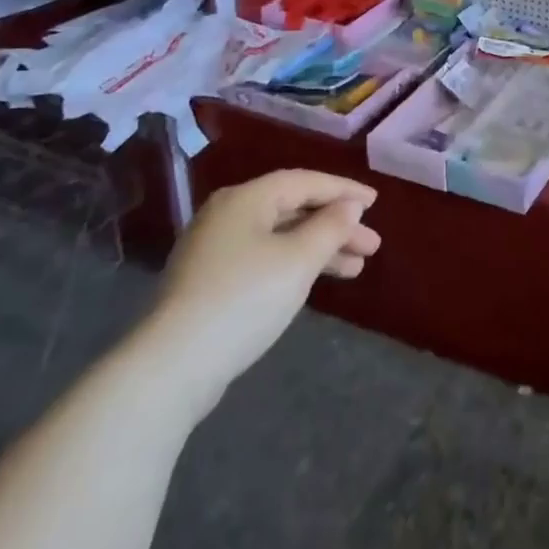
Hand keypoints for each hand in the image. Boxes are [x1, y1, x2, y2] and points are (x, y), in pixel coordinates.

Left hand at [134, 169, 380, 417]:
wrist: (172, 366)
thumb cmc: (245, 298)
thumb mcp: (299, 259)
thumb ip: (331, 226)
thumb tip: (349, 206)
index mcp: (246, 198)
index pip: (305, 182)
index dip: (344, 190)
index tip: (376, 202)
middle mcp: (227, 215)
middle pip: (293, 209)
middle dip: (336, 226)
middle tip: (371, 245)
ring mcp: (214, 249)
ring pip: (280, 237)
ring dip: (319, 249)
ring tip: (356, 270)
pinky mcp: (209, 281)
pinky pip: (265, 258)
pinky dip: (295, 264)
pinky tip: (314, 282)